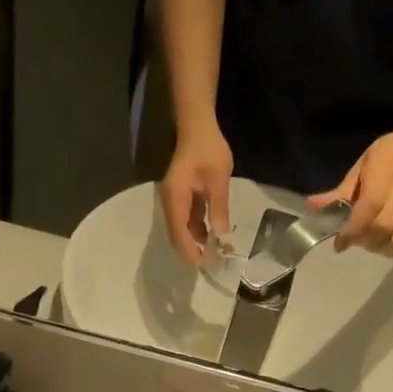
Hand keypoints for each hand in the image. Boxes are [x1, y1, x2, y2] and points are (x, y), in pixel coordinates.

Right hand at [160, 123, 233, 265]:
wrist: (197, 126)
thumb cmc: (208, 149)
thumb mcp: (219, 178)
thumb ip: (219, 207)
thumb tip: (222, 234)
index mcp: (175, 198)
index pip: (179, 232)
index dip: (190, 250)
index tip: (203, 265)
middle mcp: (170, 203)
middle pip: (176, 235)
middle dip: (191, 251)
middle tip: (210, 264)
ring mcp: (174, 201)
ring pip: (180, 230)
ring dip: (194, 243)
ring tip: (213, 254)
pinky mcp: (180, 199)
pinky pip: (185, 221)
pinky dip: (195, 231)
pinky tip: (210, 237)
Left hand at [316, 106, 392, 254]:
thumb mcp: (364, 165)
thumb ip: (341, 191)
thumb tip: (313, 206)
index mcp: (385, 175)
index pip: (367, 210)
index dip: (351, 230)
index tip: (339, 242)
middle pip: (383, 228)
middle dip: (364, 240)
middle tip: (355, 240)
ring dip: (379, 248)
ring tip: (370, 243)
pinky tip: (387, 245)